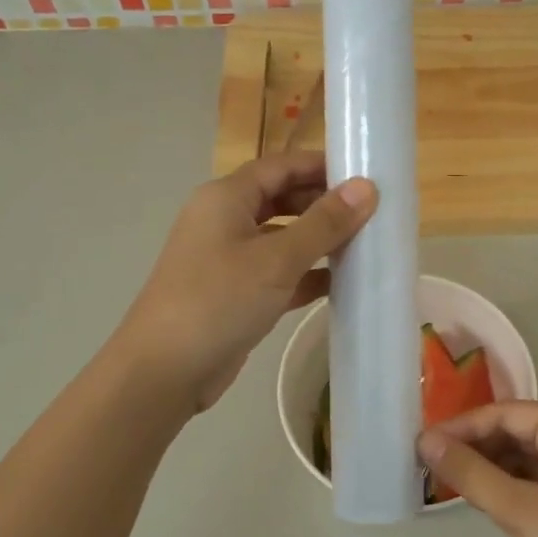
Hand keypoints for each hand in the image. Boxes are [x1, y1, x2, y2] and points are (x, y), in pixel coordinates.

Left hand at [118, 153, 376, 412]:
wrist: (165, 370)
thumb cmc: (219, 301)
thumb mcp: (277, 259)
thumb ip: (324, 223)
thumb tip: (367, 188)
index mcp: (226, 198)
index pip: (280, 166)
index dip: (321, 165)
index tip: (366, 174)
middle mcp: (225, 221)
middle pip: (281, 199)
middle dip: (324, 204)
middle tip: (372, 212)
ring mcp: (229, 259)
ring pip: (282, 238)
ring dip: (319, 241)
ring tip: (366, 244)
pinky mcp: (236, 294)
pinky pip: (278, 273)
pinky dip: (307, 275)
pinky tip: (342, 283)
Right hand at [418, 402, 537, 536]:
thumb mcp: (518, 511)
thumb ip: (470, 473)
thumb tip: (427, 441)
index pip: (509, 412)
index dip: (464, 425)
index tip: (426, 444)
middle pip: (522, 430)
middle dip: (478, 445)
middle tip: (436, 466)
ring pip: (534, 456)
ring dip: (495, 466)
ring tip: (456, 483)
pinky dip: (517, 485)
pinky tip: (492, 501)